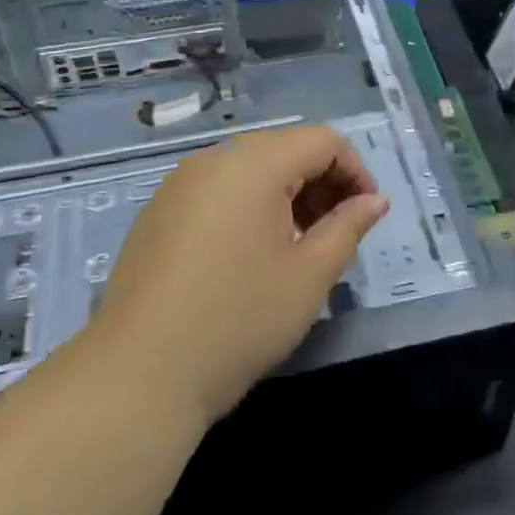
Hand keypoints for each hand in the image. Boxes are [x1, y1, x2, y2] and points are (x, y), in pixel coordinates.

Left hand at [90, 126, 389, 426]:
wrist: (139, 373)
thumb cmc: (239, 320)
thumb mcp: (309, 275)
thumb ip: (348, 227)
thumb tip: (375, 200)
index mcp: (253, 164)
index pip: (322, 141)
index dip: (356, 171)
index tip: (367, 216)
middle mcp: (213, 160)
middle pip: (285, 149)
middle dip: (322, 183)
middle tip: (337, 235)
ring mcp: (179, 185)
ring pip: (250, 170)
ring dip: (287, 196)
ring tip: (299, 248)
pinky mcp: (158, 212)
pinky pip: (218, 191)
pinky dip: (250, 207)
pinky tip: (251, 257)